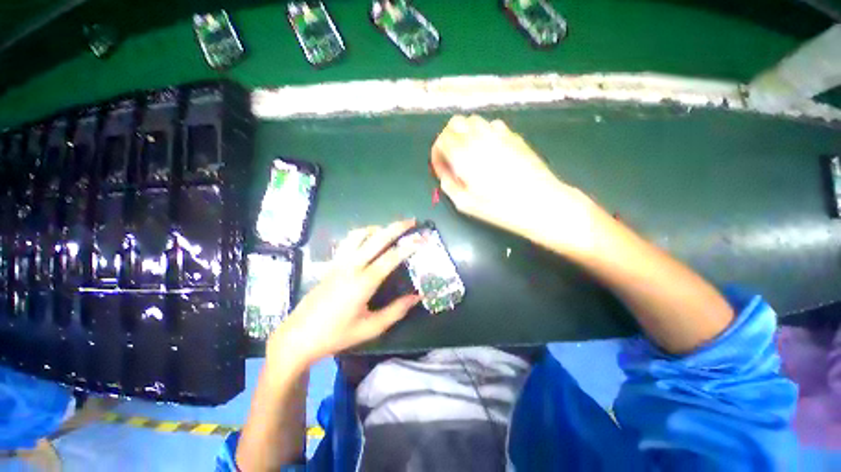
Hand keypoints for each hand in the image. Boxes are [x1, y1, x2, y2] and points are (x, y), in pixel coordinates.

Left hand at [267, 220, 422, 368]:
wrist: (299, 336)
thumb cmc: (337, 334)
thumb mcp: (371, 328)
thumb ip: (396, 311)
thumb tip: (417, 297)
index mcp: (363, 282)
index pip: (391, 257)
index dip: (409, 247)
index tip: (423, 239)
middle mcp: (351, 266)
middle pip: (376, 238)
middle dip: (396, 227)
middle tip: (411, 221)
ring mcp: (339, 263)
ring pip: (359, 234)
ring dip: (377, 228)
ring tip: (390, 230)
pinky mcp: (331, 264)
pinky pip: (348, 241)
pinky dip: (362, 234)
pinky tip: (368, 239)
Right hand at [431, 115, 601, 254]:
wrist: (540, 202)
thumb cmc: (500, 208)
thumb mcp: (465, 204)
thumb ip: (449, 186)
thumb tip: (444, 175)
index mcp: (464, 155)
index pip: (441, 139)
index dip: (437, 152)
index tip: (441, 166)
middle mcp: (479, 138)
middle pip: (455, 123)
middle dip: (448, 138)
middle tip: (451, 156)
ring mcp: (498, 134)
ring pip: (474, 120)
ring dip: (465, 133)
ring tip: (469, 152)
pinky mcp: (514, 136)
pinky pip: (493, 125)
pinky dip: (484, 133)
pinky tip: (489, 149)